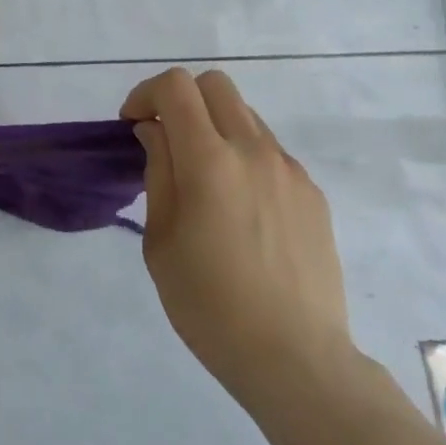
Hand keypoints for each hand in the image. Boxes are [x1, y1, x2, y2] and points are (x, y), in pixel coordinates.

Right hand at [121, 67, 355, 408]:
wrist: (296, 359)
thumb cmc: (210, 306)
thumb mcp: (161, 241)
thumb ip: (158, 173)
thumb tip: (156, 133)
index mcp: (209, 161)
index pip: (176, 87)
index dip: (146, 94)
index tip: (133, 125)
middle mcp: (253, 150)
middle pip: (215, 84)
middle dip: (181, 98)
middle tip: (166, 138)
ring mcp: (289, 170)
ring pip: (245, 115)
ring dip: (215, 127)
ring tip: (205, 178)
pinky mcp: (312, 193)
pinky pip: (270, 152)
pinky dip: (244, 157)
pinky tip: (241, 209)